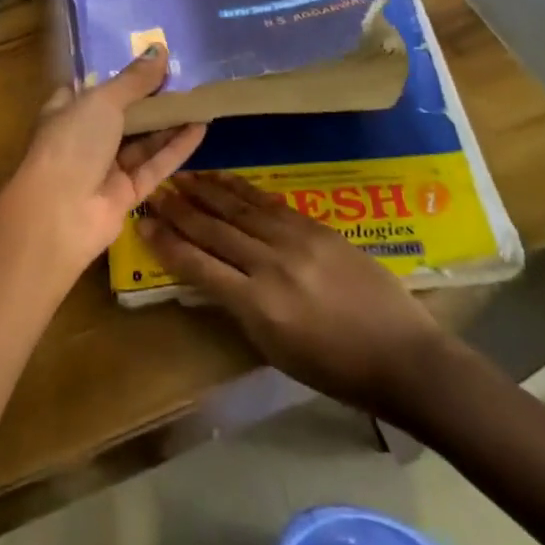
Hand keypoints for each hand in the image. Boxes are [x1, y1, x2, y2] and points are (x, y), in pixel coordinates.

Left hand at [0, 46, 206, 284]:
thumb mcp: (102, 101)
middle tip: (184, 77)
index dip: (119, 75)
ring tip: (200, 99)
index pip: (92, 89)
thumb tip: (158, 49)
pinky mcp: (126, 194)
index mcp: (66, 112)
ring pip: (142, 141)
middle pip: (122, 115)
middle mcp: (84, 138)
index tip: (149, 60)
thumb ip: (133, 79)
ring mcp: (105, 168)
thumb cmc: (71, 144)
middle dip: (149, 99)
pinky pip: (155, 166)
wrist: (58, 215)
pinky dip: (176, 148)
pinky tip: (200, 127)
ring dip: (168, 122)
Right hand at [139, 173, 448, 414]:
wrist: (401, 355)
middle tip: (154, 191)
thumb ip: (239, 308)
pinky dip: (241, 189)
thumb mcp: (274, 349)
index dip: (167, 244)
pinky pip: (269, 203)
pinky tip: (223, 179)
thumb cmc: (335, 368)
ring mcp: (295, 241)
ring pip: (238, 208)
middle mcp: (271, 265)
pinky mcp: (316, 227)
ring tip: (180, 176)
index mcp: (258, 305)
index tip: (143, 224)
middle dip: (179, 210)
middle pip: (214, 230)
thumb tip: (210, 274)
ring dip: (205, 191)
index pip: (198, 266)